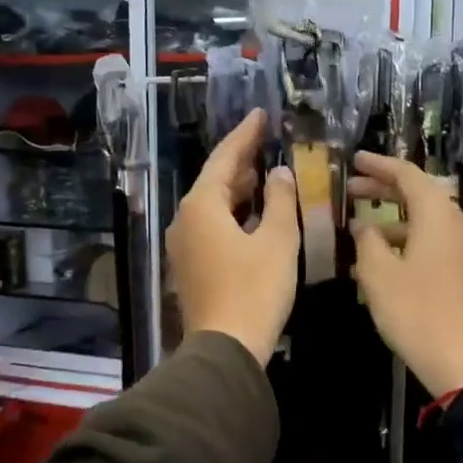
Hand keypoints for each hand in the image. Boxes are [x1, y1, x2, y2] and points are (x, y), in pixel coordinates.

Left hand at [167, 109, 298, 366]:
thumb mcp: (276, 240)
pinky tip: (252, 215)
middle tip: (267, 142)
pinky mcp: (191, 266)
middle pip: (215, 180)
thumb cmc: (255, 289)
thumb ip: (279, 200)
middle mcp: (185, 219)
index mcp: (202, 205)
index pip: (225, 158)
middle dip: (241, 161)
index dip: (245, 135)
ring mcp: (184, 245)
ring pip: (212, 205)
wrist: (226, 347)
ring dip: (238, 189)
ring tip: (264, 173)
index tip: (260, 114)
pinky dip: (233, 214)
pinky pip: (211, 226)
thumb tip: (279, 173)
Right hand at [349, 153, 462, 397]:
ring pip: (428, 220)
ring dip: (395, 219)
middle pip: (420, 194)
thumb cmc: (416, 311)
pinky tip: (385, 257)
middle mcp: (458, 224)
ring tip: (362, 228)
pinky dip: (409, 238)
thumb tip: (364, 225)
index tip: (354, 160)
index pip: (408, 175)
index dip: (379, 165)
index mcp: (438, 215)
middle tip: (352, 189)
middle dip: (385, 189)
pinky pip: (436, 241)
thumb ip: (367, 241)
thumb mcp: (379, 274)